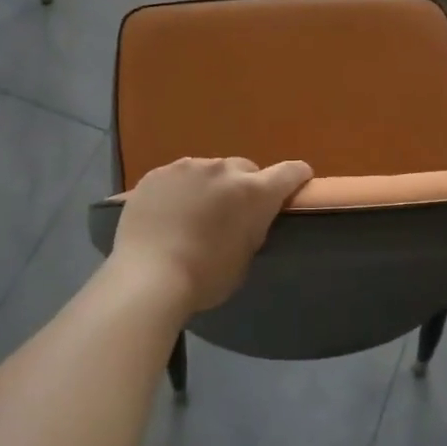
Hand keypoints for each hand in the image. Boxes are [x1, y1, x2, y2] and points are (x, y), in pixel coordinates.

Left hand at [110, 156, 313, 314]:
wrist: (148, 277)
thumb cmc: (205, 278)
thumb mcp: (244, 256)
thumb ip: (252, 228)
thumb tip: (247, 219)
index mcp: (254, 192)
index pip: (290, 172)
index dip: (298, 177)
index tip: (298, 183)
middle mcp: (223, 170)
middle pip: (245, 169)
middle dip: (244, 186)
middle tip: (232, 212)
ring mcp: (187, 167)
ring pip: (208, 170)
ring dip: (209, 186)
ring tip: (194, 214)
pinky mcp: (157, 173)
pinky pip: (177, 177)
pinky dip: (179, 190)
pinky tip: (167, 213)